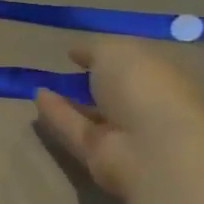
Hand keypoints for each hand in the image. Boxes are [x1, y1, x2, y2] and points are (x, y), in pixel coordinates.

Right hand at [33, 41, 203, 196]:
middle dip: (95, 82)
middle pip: (119, 93)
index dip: (114, 56)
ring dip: (72, 100)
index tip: (82, 51)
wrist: (150, 148)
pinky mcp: (101, 154)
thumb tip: (77, 53)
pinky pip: (75, 128)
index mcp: (167, 80)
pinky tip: (36, 96)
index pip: (141, 66)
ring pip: (95, 114)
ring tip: (42, 82)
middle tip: (65, 68)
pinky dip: (57, 113)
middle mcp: (151, 108)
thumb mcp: (116, 51)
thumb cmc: (144, 88)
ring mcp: (127, 135)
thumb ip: (94, 49)